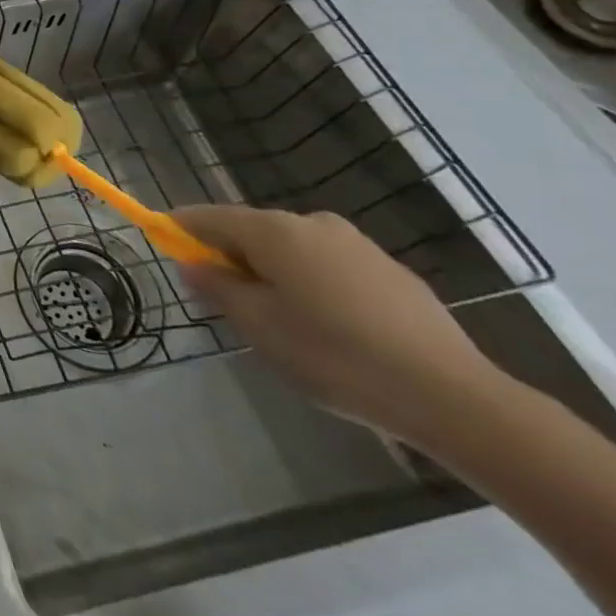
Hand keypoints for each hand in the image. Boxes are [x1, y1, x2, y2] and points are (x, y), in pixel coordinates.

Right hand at [172, 204, 507, 448]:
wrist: (455, 398)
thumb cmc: (335, 356)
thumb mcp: (259, 327)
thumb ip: (218, 288)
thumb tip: (193, 264)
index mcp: (273, 230)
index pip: (207, 217)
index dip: (180, 229)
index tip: (161, 242)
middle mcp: (312, 223)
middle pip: (252, 232)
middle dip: (232, 258)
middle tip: (228, 303)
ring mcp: (358, 245)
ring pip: (293, 251)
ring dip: (275, 274)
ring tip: (284, 324)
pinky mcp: (393, 273)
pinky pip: (331, 268)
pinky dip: (315, 287)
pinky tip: (332, 331)